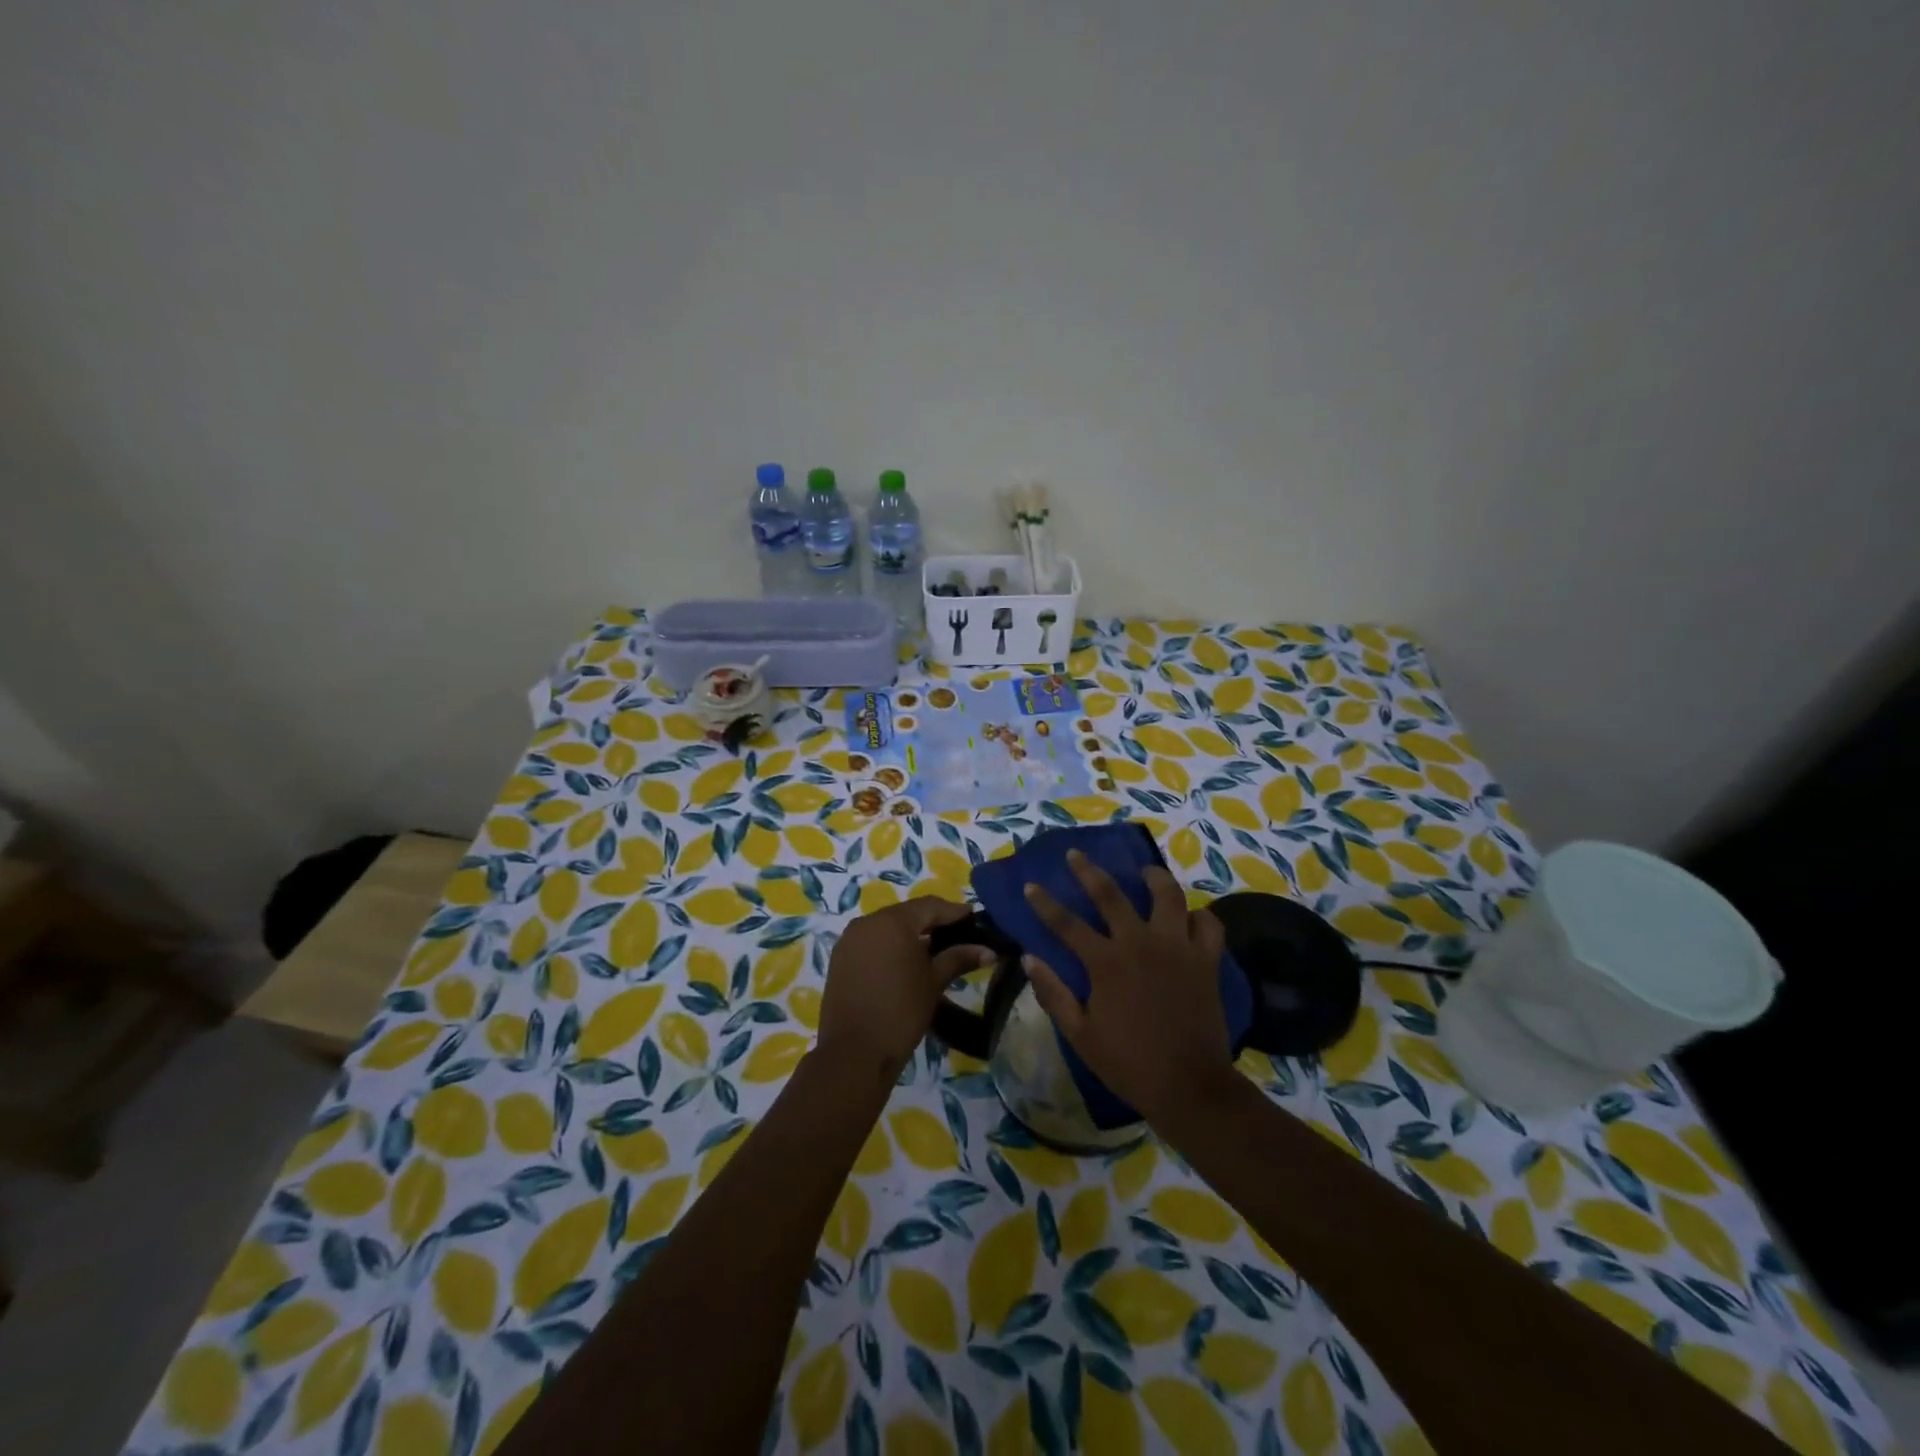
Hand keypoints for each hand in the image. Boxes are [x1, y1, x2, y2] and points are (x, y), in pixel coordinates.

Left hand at [817, 897, 995, 1079]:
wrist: (854, 1053)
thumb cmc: (901, 1012)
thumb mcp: (934, 982)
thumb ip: (959, 958)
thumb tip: (989, 950)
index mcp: (892, 921)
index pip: (930, 906)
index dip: (954, 912)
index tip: (975, 919)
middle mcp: (867, 922)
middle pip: (907, 914)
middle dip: (932, 922)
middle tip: (958, 934)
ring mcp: (850, 939)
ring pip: (887, 927)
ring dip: (910, 934)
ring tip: (934, 950)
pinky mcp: (840, 958)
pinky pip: (871, 941)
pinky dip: (890, 946)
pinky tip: (905, 962)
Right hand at [1022, 850, 1235, 1127]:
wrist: (1190, 1086)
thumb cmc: (1129, 1063)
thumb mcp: (1080, 1035)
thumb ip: (1053, 994)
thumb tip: (1028, 959)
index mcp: (1106, 962)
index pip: (1066, 923)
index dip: (1045, 903)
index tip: (1031, 885)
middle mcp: (1140, 943)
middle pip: (1111, 894)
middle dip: (1089, 871)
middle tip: (1076, 854)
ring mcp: (1178, 948)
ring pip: (1167, 895)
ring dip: (1153, 877)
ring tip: (1143, 873)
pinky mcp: (1206, 960)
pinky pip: (1208, 924)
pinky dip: (1198, 916)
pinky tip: (1188, 917)